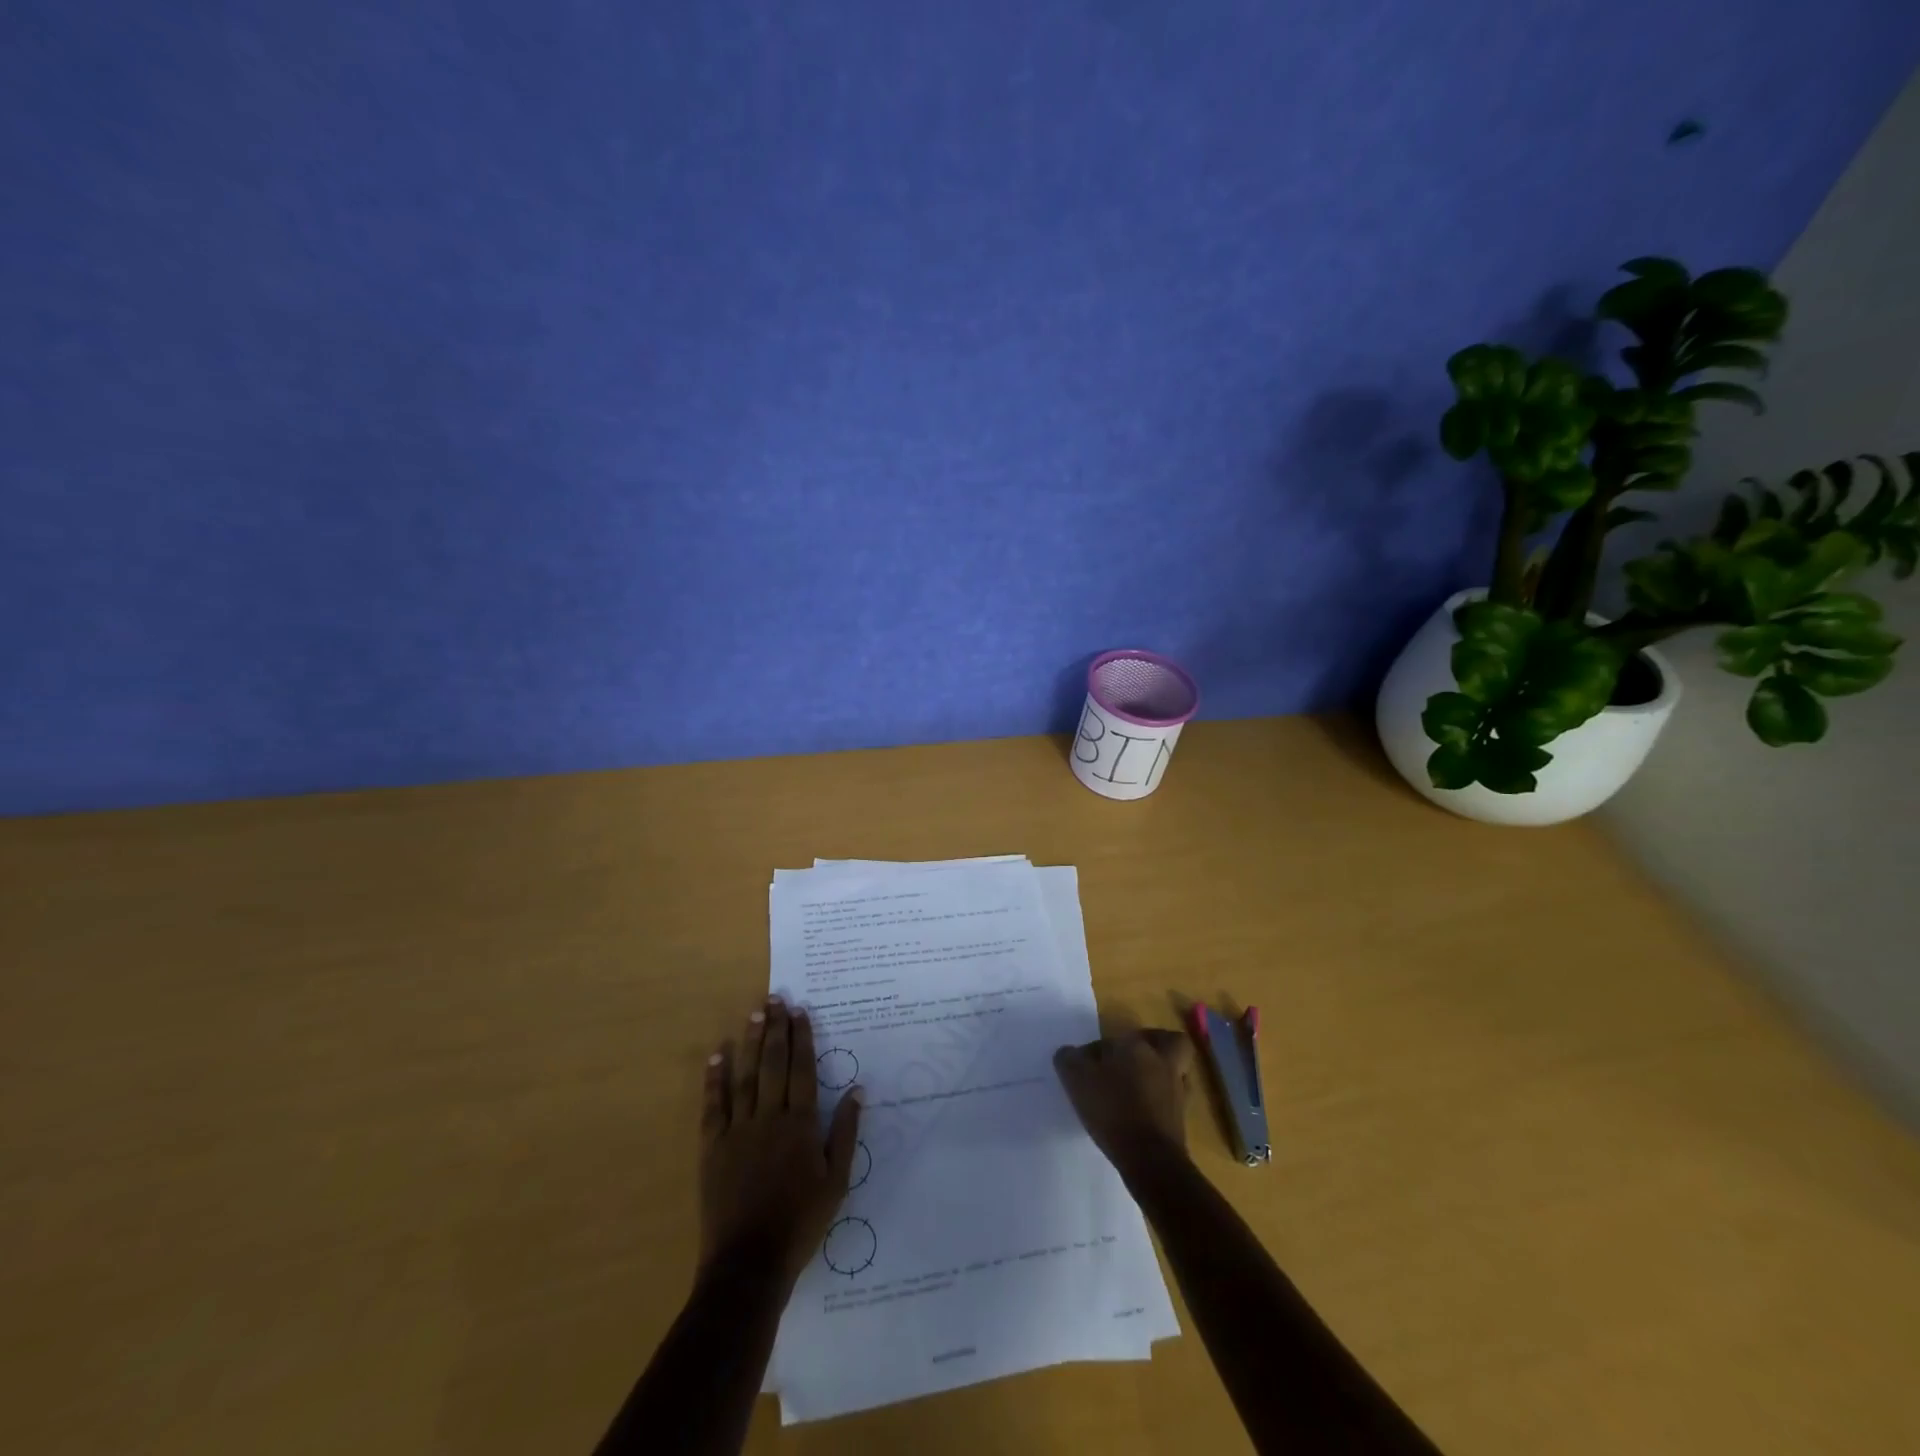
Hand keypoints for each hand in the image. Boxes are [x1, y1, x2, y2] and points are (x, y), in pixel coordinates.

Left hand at [700, 997, 861, 1289]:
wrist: (749, 1263)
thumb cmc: (800, 1222)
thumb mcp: (837, 1181)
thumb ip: (845, 1132)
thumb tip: (857, 1090)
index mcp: (800, 1125)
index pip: (802, 1070)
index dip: (802, 1039)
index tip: (801, 1012)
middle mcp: (769, 1118)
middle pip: (773, 1065)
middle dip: (776, 1029)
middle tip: (776, 999)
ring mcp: (738, 1131)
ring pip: (745, 1077)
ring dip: (750, 1043)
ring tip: (754, 1014)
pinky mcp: (713, 1148)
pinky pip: (714, 1106)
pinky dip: (715, 1079)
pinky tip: (718, 1055)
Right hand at [1053, 1027, 1194, 1180]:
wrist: (1149, 1158)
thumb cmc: (1112, 1111)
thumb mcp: (1077, 1080)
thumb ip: (1069, 1060)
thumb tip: (1069, 1054)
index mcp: (1135, 1046)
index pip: (1114, 1038)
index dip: (1097, 1050)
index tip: (1084, 1067)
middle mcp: (1161, 1061)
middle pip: (1168, 1041)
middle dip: (1154, 1044)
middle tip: (1133, 1058)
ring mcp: (1176, 1089)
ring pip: (1175, 1070)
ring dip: (1159, 1074)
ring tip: (1137, 1087)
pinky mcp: (1182, 1117)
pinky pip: (1173, 1098)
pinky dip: (1162, 1100)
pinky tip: (1144, 1111)